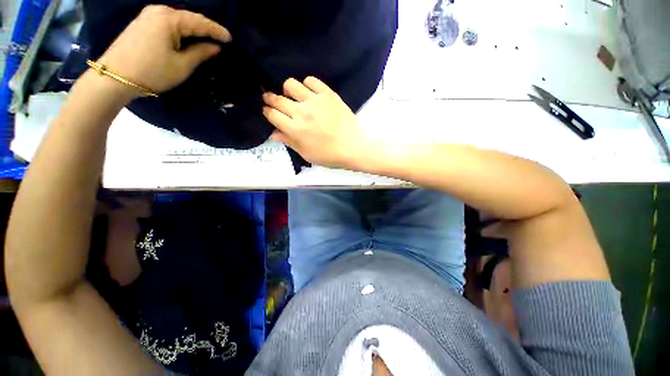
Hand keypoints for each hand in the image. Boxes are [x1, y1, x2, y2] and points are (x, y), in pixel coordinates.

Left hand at [97, 5, 230, 95]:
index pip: (200, 22)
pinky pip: (160, 25)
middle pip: (186, 20)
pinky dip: (169, 33)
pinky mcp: (136, 24)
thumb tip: (214, 47)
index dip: (217, 31)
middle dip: (198, 31)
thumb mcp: (177, 68)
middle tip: (210, 42)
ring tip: (191, 44)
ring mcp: (146, 16)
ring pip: (173, 22)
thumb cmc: (145, 75)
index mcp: (171, 17)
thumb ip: (200, 54)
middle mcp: (159, 10)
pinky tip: (171, 42)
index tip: (229, 39)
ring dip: (183, 32)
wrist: (107, 83)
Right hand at [262, 77, 369, 168]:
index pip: (272, 114)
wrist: (354, 146)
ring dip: (287, 89)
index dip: (266, 111)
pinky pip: (311, 80)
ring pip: (291, 84)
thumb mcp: (305, 153)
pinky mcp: (327, 93)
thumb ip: (288, 140)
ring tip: (292, 94)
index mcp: (294, 129)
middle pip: (277, 99)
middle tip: (269, 98)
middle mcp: (301, 112)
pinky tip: (309, 91)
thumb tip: (273, 133)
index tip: (267, 110)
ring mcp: (315, 101)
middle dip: (269, 98)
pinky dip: (307, 83)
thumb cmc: (328, 154)